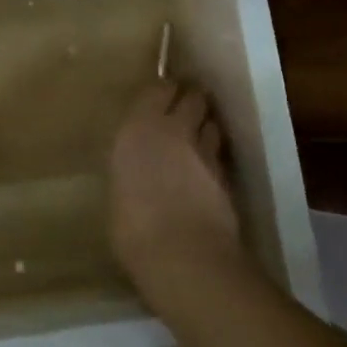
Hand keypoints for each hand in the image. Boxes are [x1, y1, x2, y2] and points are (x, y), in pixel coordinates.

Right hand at [108, 83, 244, 310]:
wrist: (184, 256)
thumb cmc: (133, 227)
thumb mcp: (119, 191)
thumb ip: (131, 169)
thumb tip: (137, 172)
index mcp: (137, 128)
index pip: (158, 89)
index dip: (163, 92)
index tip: (160, 98)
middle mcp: (172, 130)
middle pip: (193, 97)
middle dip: (191, 100)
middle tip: (183, 111)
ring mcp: (204, 151)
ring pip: (212, 122)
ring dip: (206, 126)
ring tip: (198, 138)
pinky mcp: (227, 176)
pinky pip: (219, 154)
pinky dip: (215, 156)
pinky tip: (207, 170)